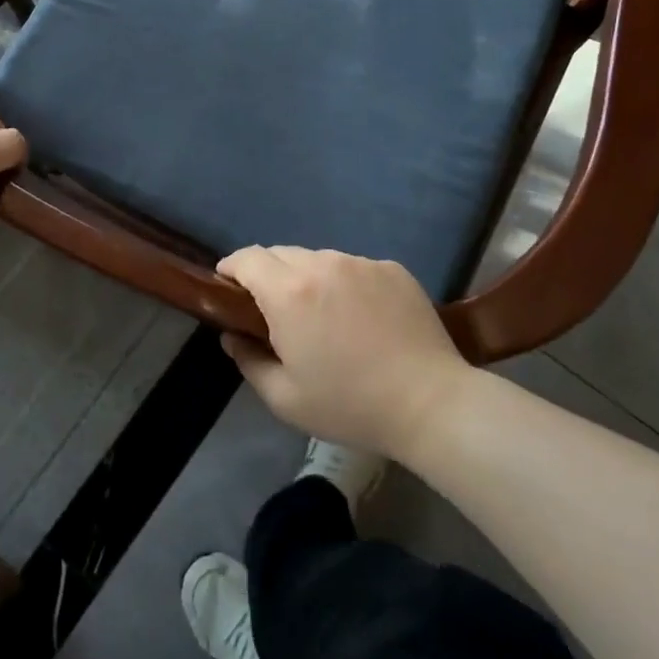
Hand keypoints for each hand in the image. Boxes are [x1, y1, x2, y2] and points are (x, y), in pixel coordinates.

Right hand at [216, 247, 469, 458]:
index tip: (227, 287)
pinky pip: (354, 267)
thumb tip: (232, 336)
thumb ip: (249, 361)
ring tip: (323, 316)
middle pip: (281, 254)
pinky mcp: (391, 268)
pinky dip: (345, 284)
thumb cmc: (350, 405)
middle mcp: (322, 264)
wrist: (430, 402)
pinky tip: (362, 318)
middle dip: (268, 275)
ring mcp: (360, 263)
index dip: (231, 268)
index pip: (247, 258)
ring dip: (308, 278)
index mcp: (289, 293)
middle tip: (274, 311)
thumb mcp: (285, 399)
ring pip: (319, 259)